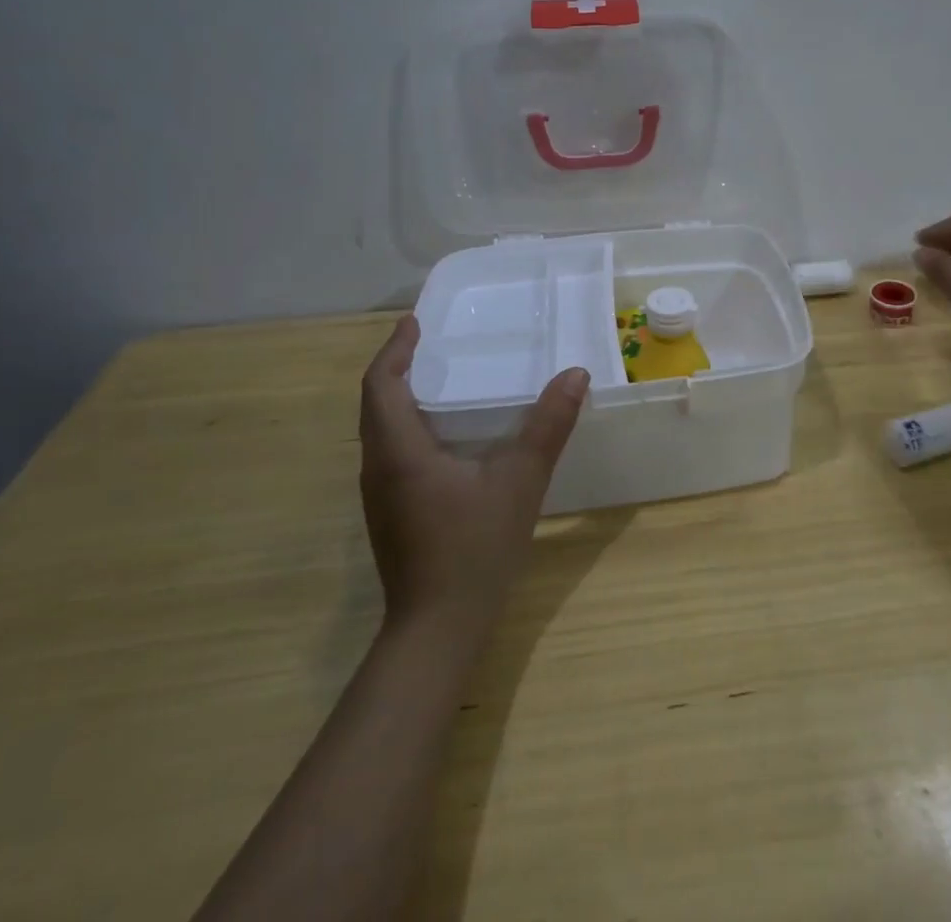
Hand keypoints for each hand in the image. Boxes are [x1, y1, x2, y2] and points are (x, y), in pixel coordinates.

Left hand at [359, 316, 588, 639]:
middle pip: (374, 403)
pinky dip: (407, 424)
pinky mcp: (390, 514)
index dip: (394, 349)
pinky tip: (443, 432)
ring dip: (399, 396)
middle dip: (396, 367)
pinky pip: (390, 451)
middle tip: (428, 340)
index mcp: (399, 452)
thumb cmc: (474, 549)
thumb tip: (576, 375)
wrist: (437, 630)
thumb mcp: (520, 481)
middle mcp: (379, 468)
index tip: (414, 322)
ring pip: (379, 430)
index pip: (380, 385)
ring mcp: (380, 495)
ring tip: (436, 375)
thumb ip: (548, 426)